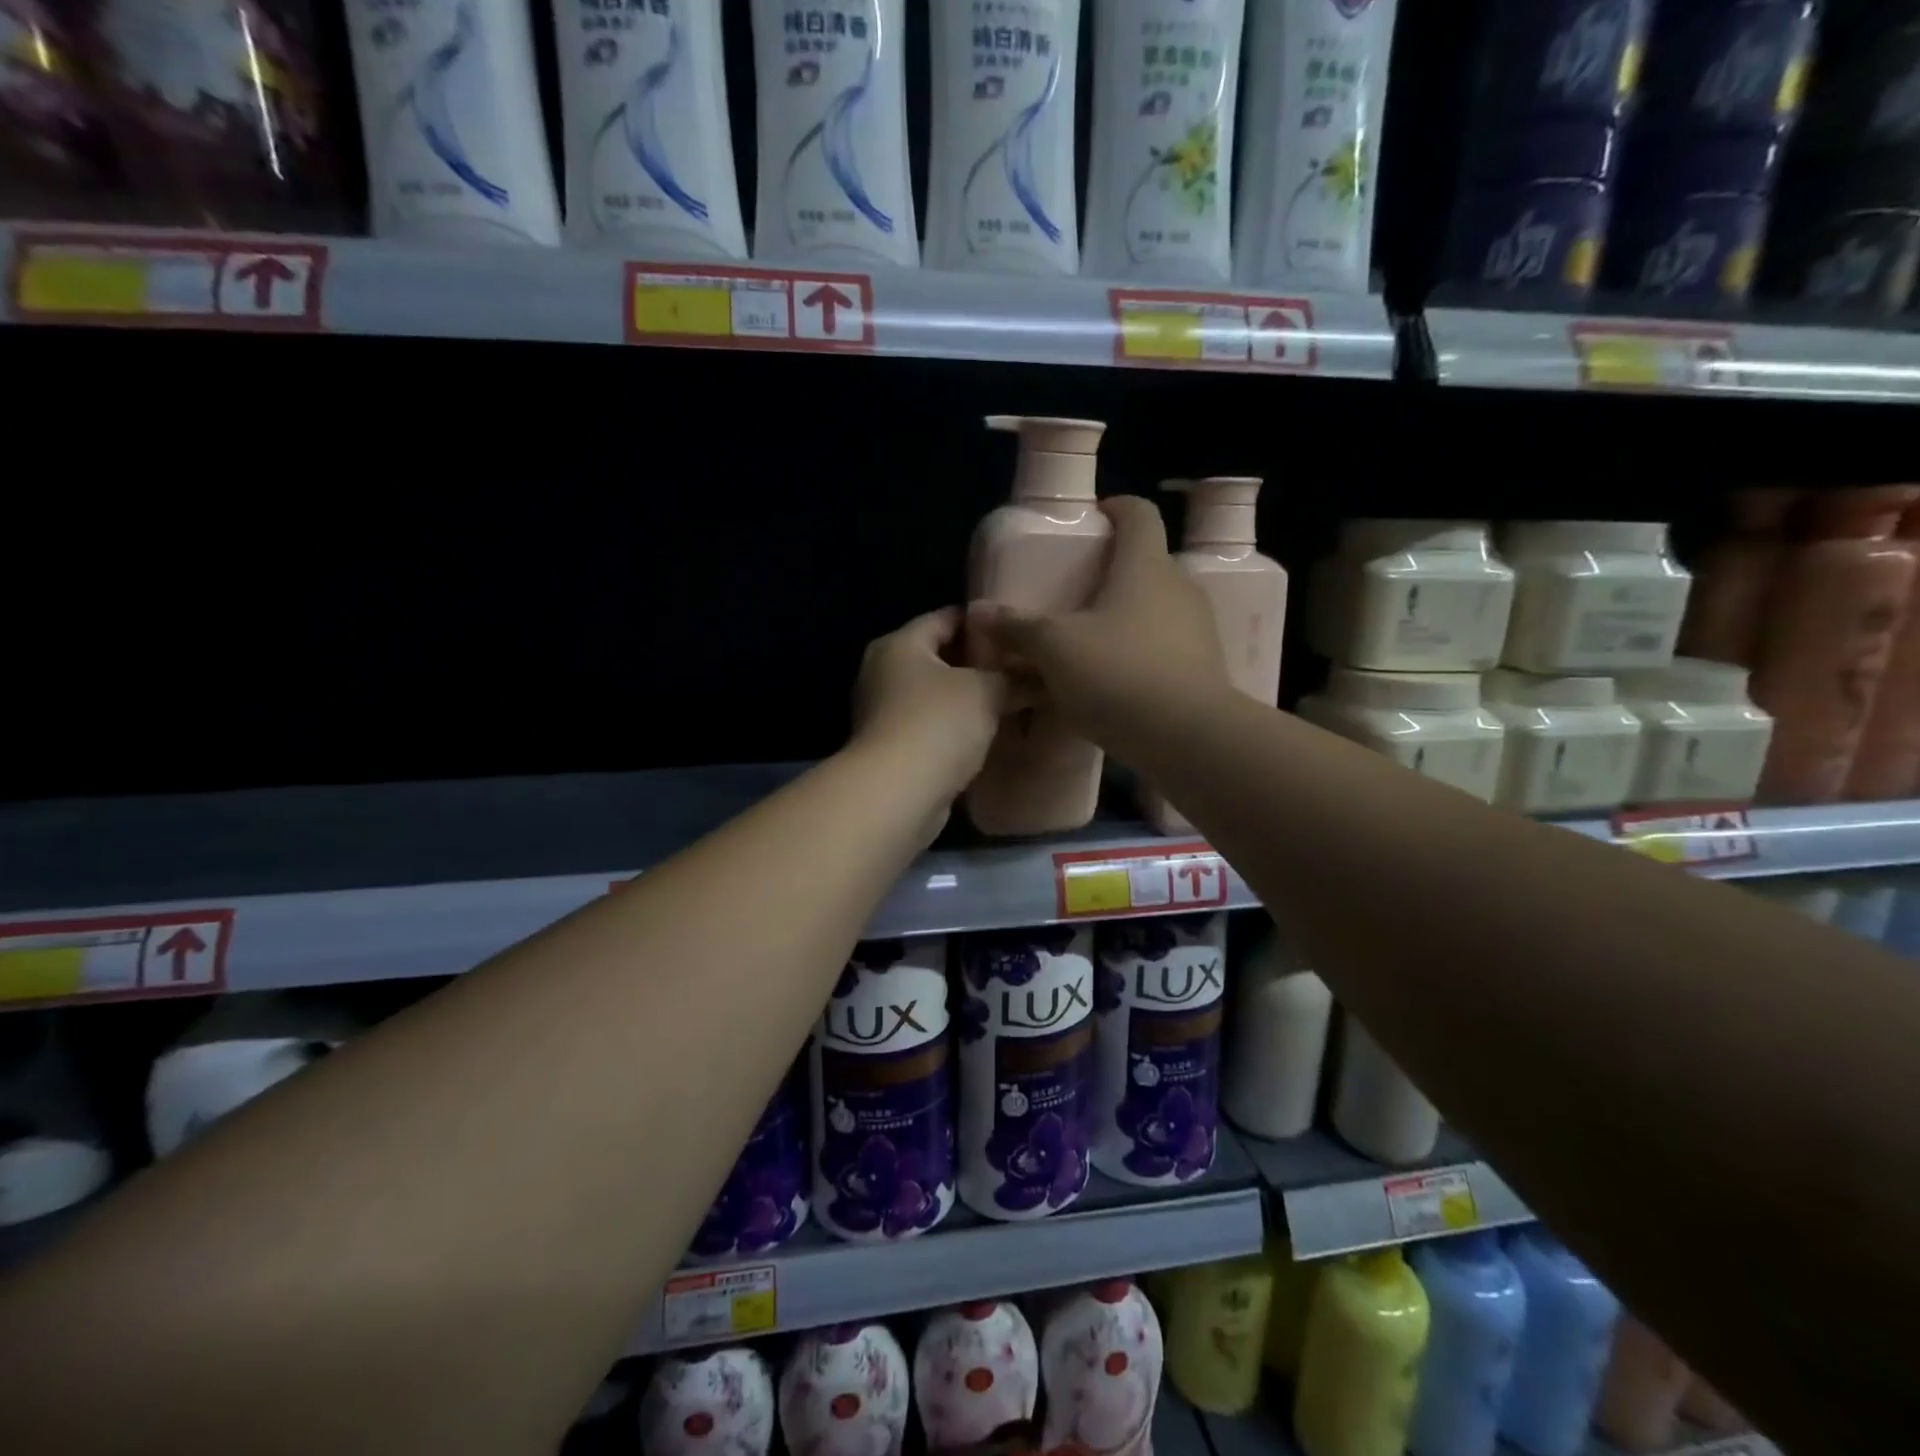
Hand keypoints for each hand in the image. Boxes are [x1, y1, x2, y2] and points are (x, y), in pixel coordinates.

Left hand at [850, 607, 1019, 807]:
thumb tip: (1040, 674)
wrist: (897, 794)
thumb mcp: (987, 691)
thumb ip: (1014, 677)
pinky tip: (986, 732)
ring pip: (935, 694)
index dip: (982, 622)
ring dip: (967, 697)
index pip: (944, 618)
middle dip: (978, 662)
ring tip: (1010, 699)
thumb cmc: (938, 724)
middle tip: (1020, 667)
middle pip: (938, 656)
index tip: (1017, 630)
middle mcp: (883, 671)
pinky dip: (955, 726)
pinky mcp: (890, 747)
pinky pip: (930, 724)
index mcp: (899, 644)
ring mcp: (883, 712)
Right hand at [966, 496, 1230, 744]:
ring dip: (1121, 619)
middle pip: (1144, 565)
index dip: (1115, 508)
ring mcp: (1196, 630)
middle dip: (1109, 574)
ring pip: (1152, 610)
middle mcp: (1178, 588)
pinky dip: (1135, 654)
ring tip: (1086, 643)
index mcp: (1145, 566)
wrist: (1188, 738)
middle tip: (1073, 592)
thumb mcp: (1054, 649)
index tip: (1092, 519)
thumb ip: (1017, 627)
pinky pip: (1161, 648)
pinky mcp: (1202, 668)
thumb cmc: (1118, 674)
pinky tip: (1109, 682)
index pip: (1138, 514)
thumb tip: (978, 611)